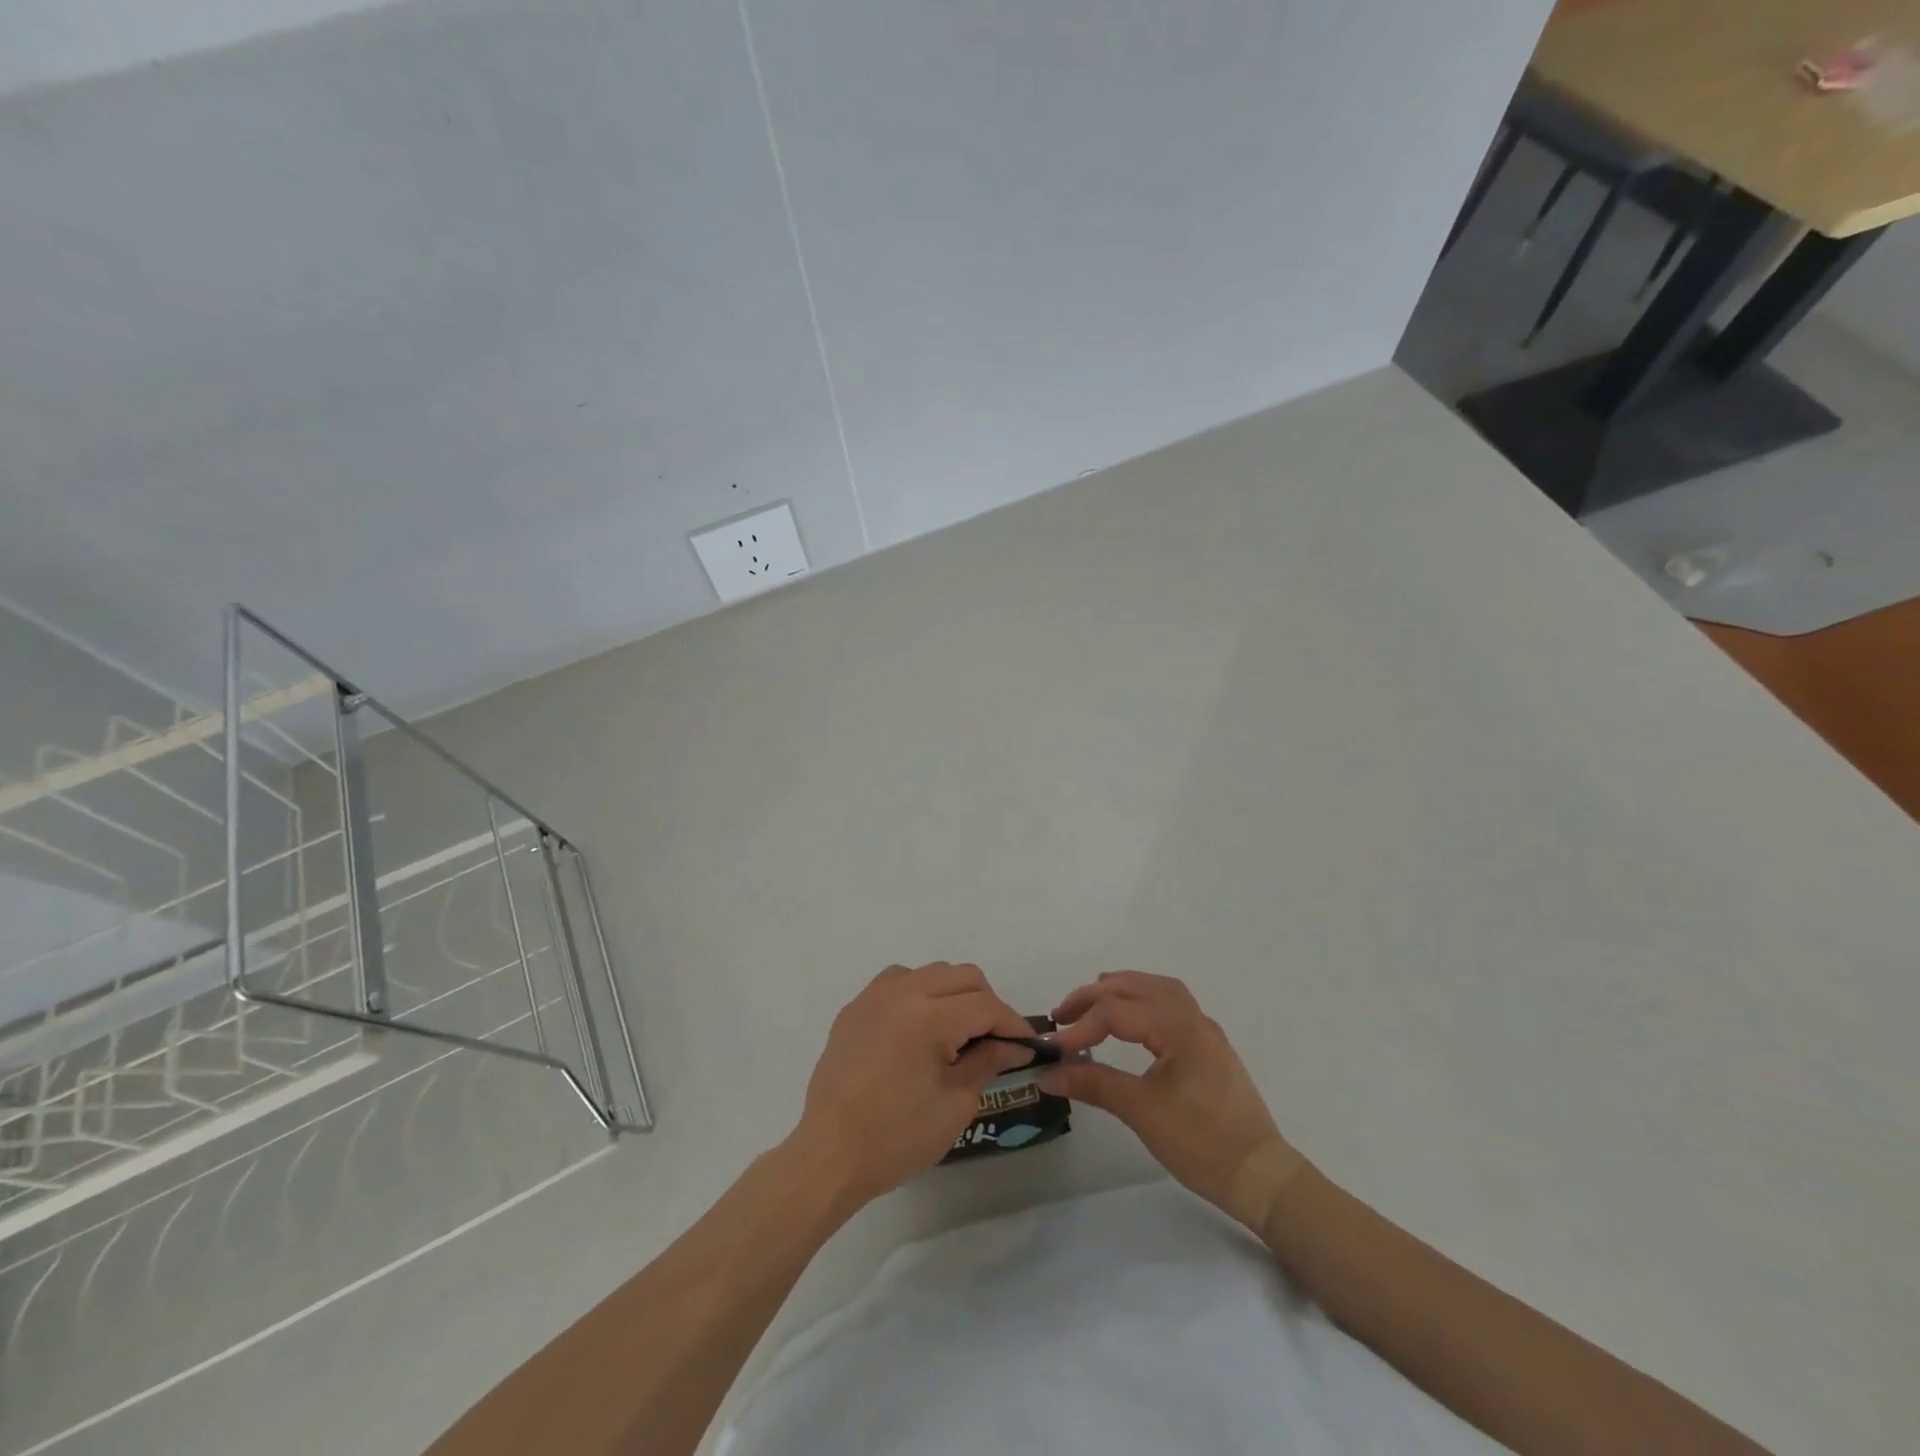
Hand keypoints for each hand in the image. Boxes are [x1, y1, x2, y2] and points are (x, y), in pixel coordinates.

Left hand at [789, 963, 1036, 1210]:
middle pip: (963, 977)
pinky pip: (897, 981)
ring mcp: (874, 996)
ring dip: (953, 993)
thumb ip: (988, 1062)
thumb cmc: (898, 1137)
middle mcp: (902, 993)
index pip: (986, 1006)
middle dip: (987, 1004)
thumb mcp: (955, 1103)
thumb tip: (1015, 1045)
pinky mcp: (855, 1008)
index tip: (1028, 1045)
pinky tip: (919, 1026)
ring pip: (931, 972)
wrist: (830, 1156)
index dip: (1013, 1024)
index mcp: (929, 1017)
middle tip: (995, 1040)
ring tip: (957, 1032)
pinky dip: (919, 992)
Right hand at [1038, 972, 1287, 1213]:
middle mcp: (1193, 1019)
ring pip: (1158, 990)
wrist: (1261, 1178)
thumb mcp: (1142, 1112)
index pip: (1118, 1012)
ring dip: (1122, 990)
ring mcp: (1205, 1031)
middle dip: (1096, 996)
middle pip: (1138, 987)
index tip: (1054, 1048)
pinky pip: (1172, 1005)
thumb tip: (1049, 1074)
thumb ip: (1093, 1084)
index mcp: (1179, 1028)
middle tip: (1063, 1013)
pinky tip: (1131, 1019)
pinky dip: (1144, 1000)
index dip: (1081, 1026)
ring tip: (1092, 1002)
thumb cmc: (1201, 1143)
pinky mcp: (1209, 1048)